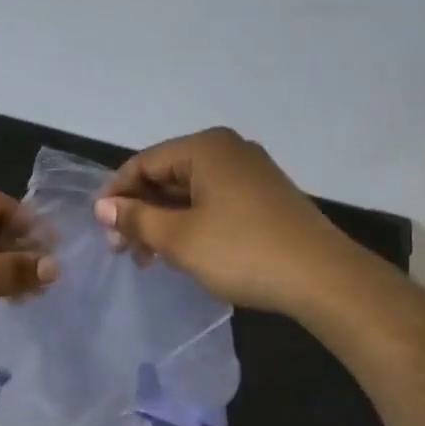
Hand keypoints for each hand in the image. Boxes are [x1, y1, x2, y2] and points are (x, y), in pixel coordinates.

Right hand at [93, 128, 342, 313]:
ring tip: (149, 258)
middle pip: (167, 175)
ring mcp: (250, 173)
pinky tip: (182, 251)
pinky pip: (213, 201)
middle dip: (140, 211)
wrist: (323, 278)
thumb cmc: (242, 251)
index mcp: (205, 148)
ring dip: (164, 221)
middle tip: (123, 250)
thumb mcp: (179, 238)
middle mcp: (228, 150)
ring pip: (190, 191)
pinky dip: (191, 223)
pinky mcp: (264, 197)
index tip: (101, 229)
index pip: (144, 162)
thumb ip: (136, 219)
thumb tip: (102, 207)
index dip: (117, 194)